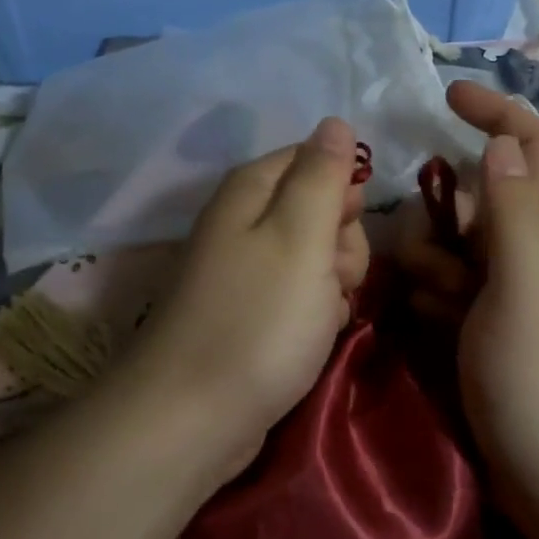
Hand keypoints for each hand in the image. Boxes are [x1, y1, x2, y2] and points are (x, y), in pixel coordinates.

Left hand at [116, 117, 369, 471]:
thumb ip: (321, 175)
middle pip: (321, 208)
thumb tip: (334, 121)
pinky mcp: (251, 310)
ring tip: (321, 317)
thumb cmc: (258, 320)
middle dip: (342, 245)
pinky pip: (303, 294)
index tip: (345, 230)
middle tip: (332, 280)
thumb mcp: (301, 237)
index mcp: (252, 188)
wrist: (193, 418)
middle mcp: (244, 218)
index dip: (344, 194)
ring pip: (319, 256)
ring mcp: (246, 267)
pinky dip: (317, 314)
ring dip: (335, 284)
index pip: (319, 159)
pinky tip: (313, 337)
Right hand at [399, 83, 538, 516]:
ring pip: (454, 243)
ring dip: (430, 260)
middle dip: (443, 212)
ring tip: (431, 305)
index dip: (496, 111)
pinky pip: (446, 287)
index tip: (446, 96)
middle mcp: (530, 252)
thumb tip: (502, 141)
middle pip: (479, 196)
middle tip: (427, 255)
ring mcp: (508, 292)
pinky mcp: (487, 325)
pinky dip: (430, 294)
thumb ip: (514, 215)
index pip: (531, 146)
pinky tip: (427, 325)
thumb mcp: (526, 293)